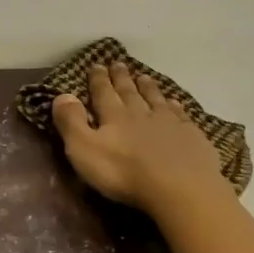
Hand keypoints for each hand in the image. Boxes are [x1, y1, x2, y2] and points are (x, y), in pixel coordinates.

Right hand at [52, 62, 239, 218]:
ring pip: (156, 99)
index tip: (96, 65)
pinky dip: (176, 107)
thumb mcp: (85, 150)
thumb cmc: (126, 173)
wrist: (181, 189)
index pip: (103, 93)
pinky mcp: (192, 137)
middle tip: (119, 63)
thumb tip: (62, 95)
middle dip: (122, 78)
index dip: (98, 79)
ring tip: (144, 76)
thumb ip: (72, 122)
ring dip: (148, 87)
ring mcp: (169, 123)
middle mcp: (141, 113)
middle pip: (129, 91)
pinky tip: (175, 104)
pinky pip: (181, 116)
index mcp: (114, 116)